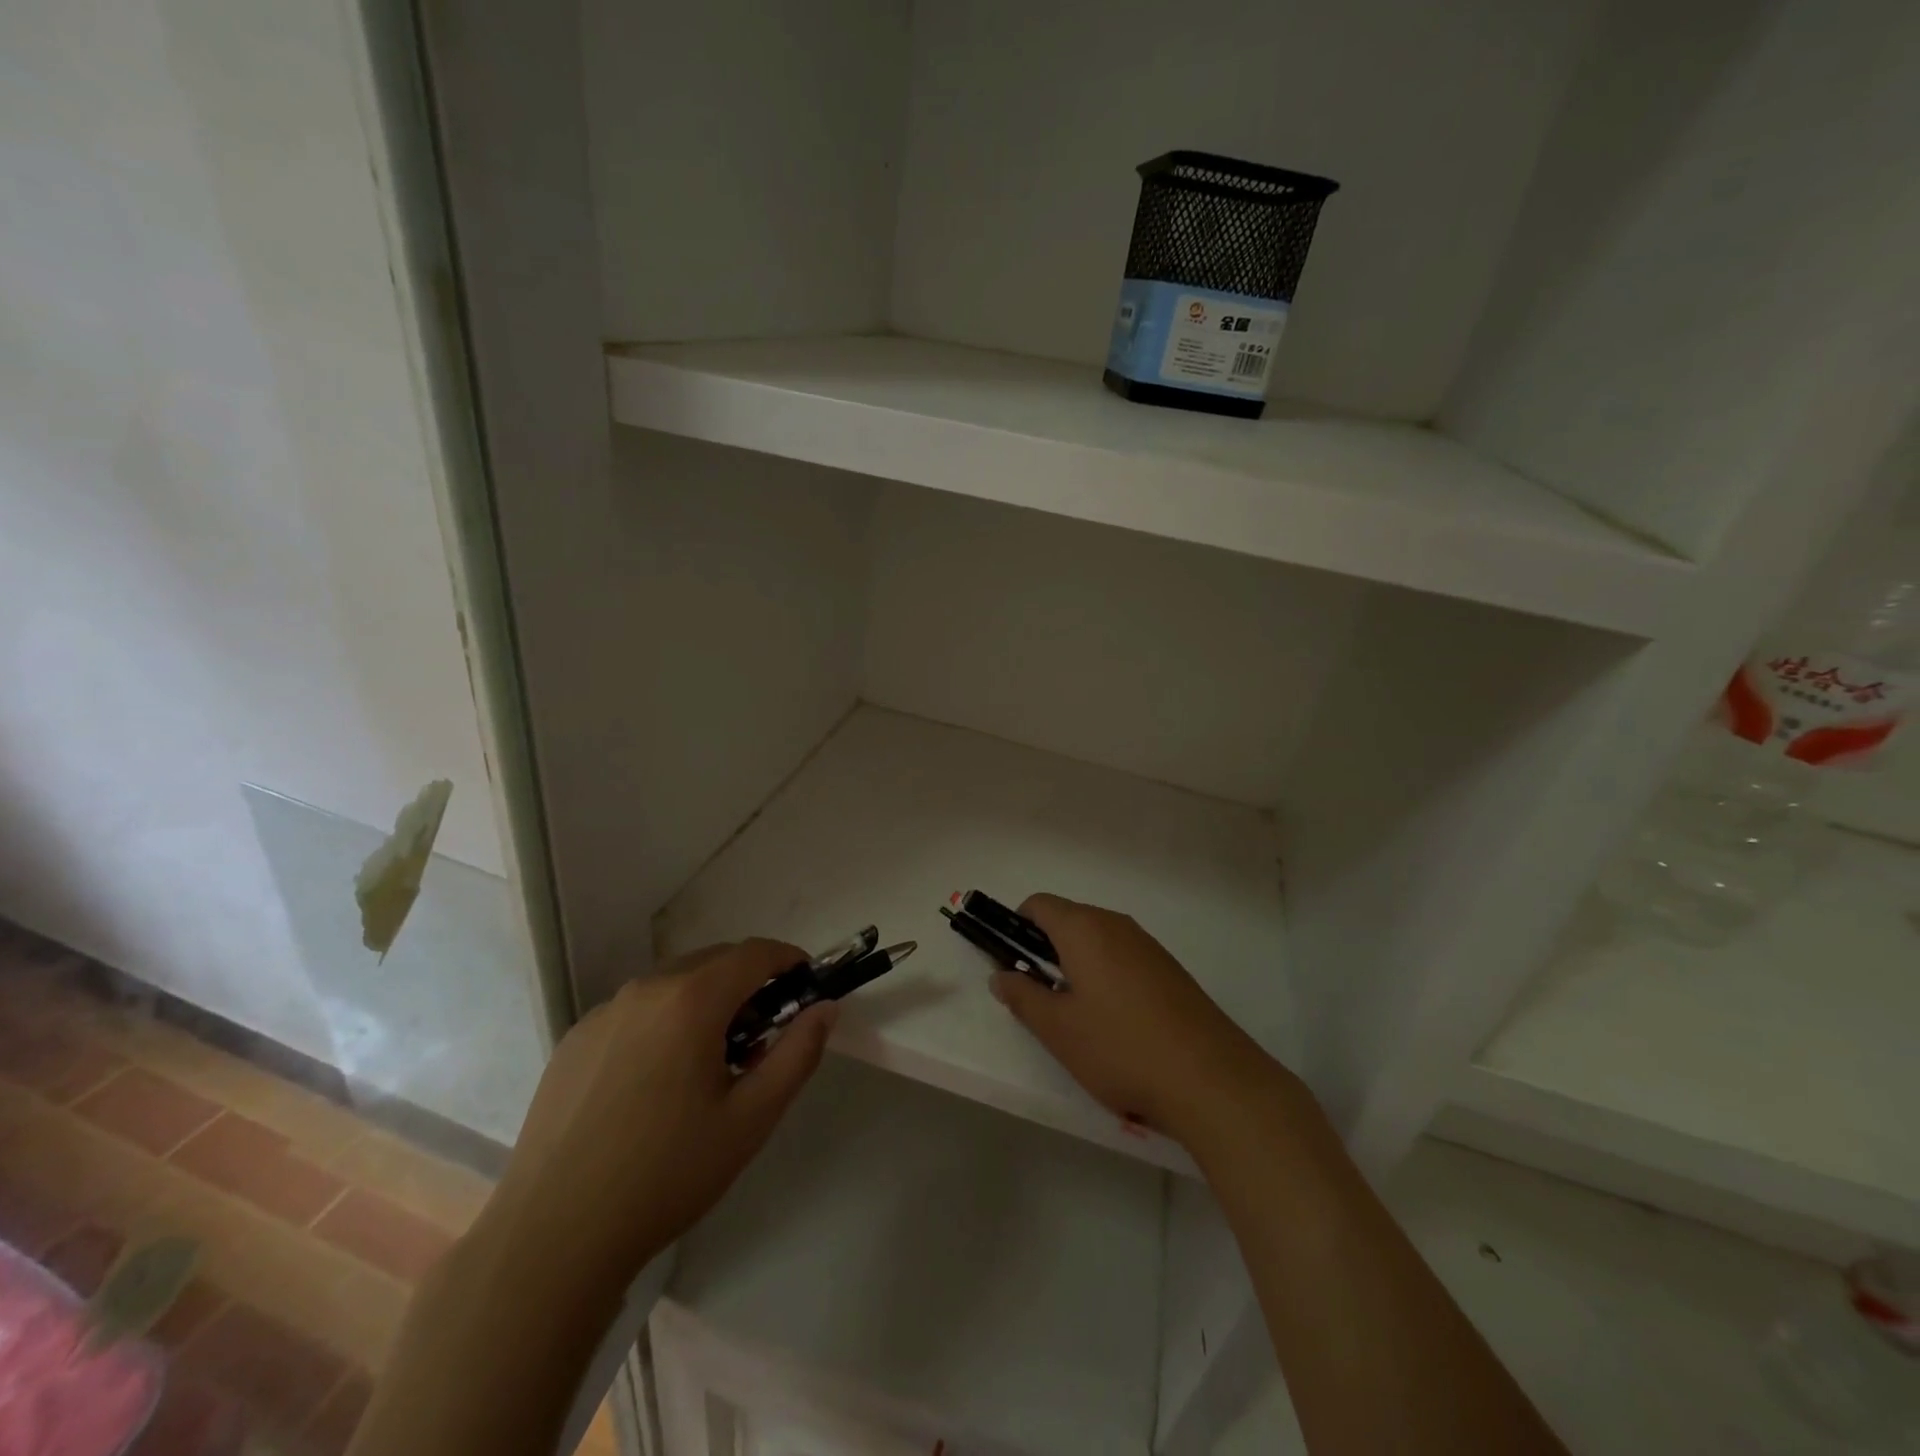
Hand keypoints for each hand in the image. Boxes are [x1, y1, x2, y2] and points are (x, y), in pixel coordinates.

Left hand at [488, 939, 834, 1285]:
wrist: (553, 1237)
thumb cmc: (667, 1174)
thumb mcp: (751, 1118)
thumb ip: (797, 1053)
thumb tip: (825, 1008)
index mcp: (691, 1001)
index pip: (755, 953)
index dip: (788, 960)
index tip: (806, 986)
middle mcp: (645, 989)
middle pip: (714, 962)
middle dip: (749, 984)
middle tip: (762, 1037)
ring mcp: (604, 1012)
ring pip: (674, 983)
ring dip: (706, 1002)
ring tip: (709, 1064)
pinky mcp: (575, 1038)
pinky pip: (636, 1009)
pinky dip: (664, 1021)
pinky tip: (656, 1082)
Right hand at [990, 895, 1290, 1144]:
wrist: (1211, 1078)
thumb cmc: (1121, 1048)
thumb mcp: (1058, 1029)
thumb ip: (1022, 997)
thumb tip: (1000, 975)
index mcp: (1084, 929)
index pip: (1038, 905)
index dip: (1015, 927)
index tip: (1010, 963)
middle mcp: (1116, 925)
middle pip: (1068, 920)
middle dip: (1045, 950)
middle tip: (1038, 997)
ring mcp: (1148, 946)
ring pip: (1097, 940)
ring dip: (1076, 965)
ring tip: (1076, 1016)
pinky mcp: (1170, 969)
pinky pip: (1123, 957)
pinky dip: (1106, 976)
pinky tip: (1114, 1023)